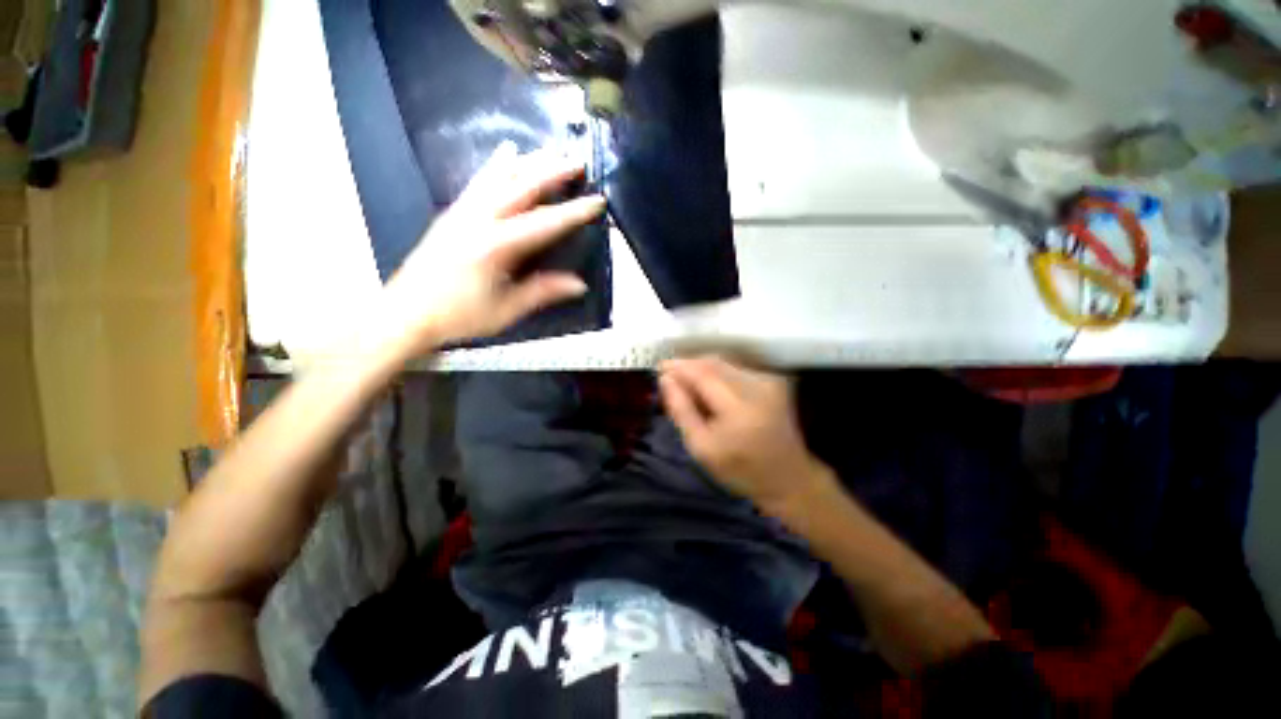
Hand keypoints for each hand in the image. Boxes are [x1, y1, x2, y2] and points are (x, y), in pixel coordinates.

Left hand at [376, 142, 605, 358]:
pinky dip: (496, 164)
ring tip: (551, 150)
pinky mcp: (453, 212)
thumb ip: (542, 292)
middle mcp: (479, 220)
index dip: (573, 213)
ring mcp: (463, 211)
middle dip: (552, 172)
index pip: (544, 224)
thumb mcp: (506, 310)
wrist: (406, 313)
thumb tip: (580, 284)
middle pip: (521, 187)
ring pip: (500, 177)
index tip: (597, 201)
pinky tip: (507, 150)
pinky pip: (479, 180)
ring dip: (529, 161)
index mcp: (495, 246)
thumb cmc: (459, 315)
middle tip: (577, 161)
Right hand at [659, 355, 831, 515]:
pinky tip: (709, 388)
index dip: (679, 366)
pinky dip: (717, 373)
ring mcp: (768, 380)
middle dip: (688, 366)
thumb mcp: (701, 448)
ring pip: (724, 362)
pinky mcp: (772, 379)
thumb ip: (681, 410)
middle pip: (713, 362)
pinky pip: (735, 368)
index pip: (702, 374)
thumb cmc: (741, 470)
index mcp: (740, 408)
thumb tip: (666, 379)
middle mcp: (757, 386)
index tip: (659, 368)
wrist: (788, 478)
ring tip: (687, 385)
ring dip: (701, 369)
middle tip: (670, 378)